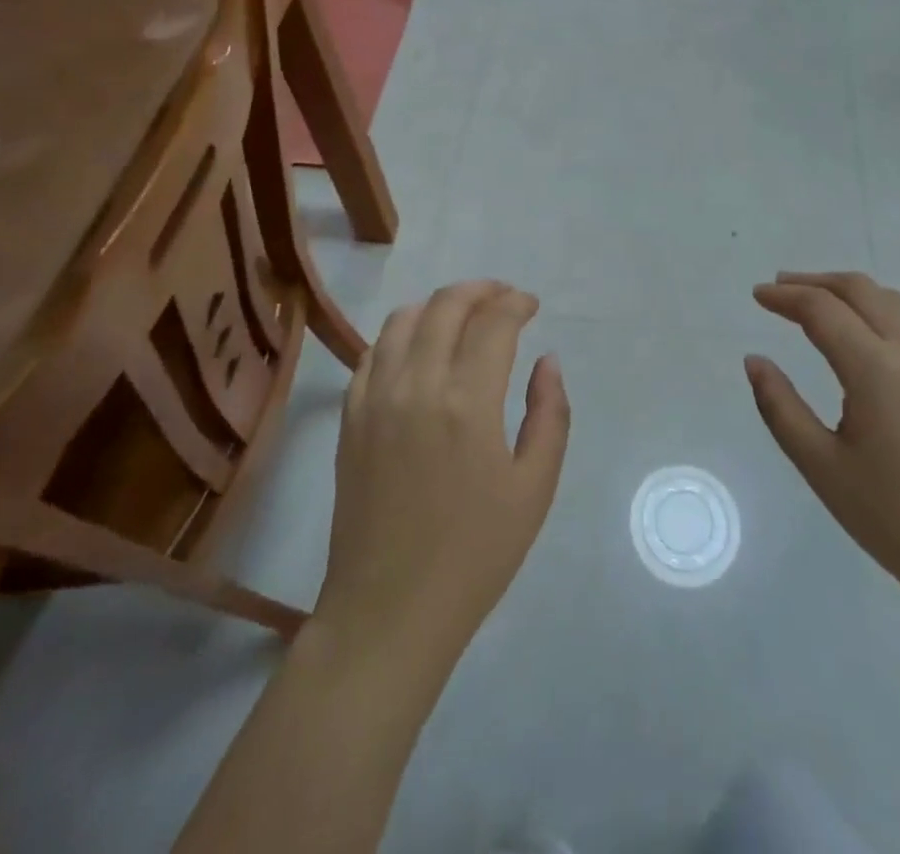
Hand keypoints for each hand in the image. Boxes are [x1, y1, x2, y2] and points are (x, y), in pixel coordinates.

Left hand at [312, 281, 569, 670]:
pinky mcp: (349, 418)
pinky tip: (418, 348)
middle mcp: (416, 385)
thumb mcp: (535, 487)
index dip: (516, 303)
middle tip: (504, 299)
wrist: (389, 610)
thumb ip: (549, 414)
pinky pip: (372, 352)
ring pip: (402, 319)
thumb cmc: (475, 554)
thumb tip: (547, 360)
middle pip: (445, 306)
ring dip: (438, 305)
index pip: (493, 322)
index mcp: (467, 401)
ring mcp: (375, 398)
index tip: (532, 305)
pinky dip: (400, 334)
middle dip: (480, 291)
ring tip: (463, 315)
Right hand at [747, 272, 899, 624]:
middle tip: (779, 289)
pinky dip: (875, 311)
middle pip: (861, 290)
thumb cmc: (896, 520)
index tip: (756, 295)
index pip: (823, 310)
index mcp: (877, 370)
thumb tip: (755, 361)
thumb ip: (780, 407)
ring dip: (849, 292)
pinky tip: (860, 338)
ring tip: (815, 304)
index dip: (785, 297)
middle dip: (815, 282)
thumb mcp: (822, 467)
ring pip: (892, 301)